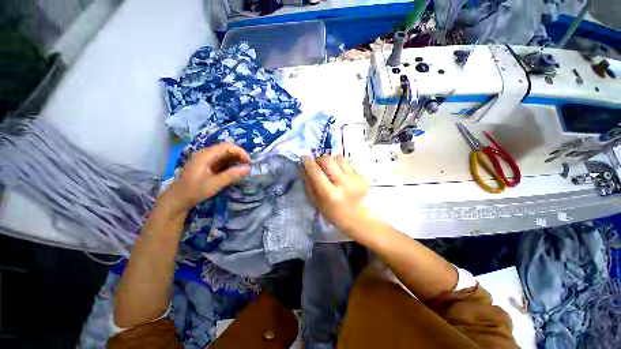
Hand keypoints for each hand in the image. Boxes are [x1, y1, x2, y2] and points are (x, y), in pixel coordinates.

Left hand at [163, 143, 249, 213]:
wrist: (177, 199)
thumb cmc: (194, 191)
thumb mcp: (215, 184)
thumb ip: (232, 175)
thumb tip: (248, 168)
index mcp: (205, 155)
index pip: (227, 146)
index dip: (240, 151)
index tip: (248, 162)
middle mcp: (205, 153)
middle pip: (226, 149)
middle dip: (238, 155)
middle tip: (247, 165)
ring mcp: (205, 159)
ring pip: (224, 154)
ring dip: (235, 159)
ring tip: (243, 168)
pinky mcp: (206, 165)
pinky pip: (221, 160)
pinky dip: (229, 164)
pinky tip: (234, 171)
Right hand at [302, 155, 369, 231]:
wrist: (357, 218)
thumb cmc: (333, 212)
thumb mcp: (316, 202)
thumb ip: (309, 183)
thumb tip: (304, 167)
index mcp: (330, 194)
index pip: (316, 172)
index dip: (308, 163)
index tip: (304, 158)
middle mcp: (344, 184)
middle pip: (329, 160)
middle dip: (320, 159)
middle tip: (318, 164)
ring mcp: (355, 179)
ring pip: (340, 158)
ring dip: (332, 161)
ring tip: (331, 169)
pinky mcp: (363, 177)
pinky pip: (349, 164)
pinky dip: (342, 166)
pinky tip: (342, 175)